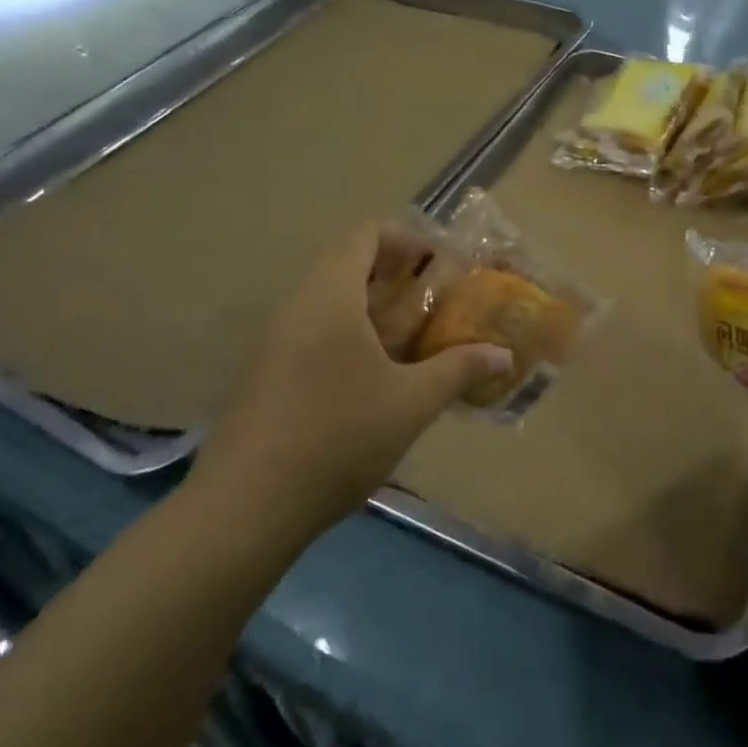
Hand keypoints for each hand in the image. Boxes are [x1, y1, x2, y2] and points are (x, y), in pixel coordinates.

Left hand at [191, 222, 511, 536]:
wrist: (244, 510)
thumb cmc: (337, 438)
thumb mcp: (411, 403)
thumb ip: (459, 370)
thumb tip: (503, 355)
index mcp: (330, 297)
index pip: (365, 235)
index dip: (407, 240)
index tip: (440, 266)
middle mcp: (296, 307)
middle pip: (345, 264)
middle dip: (394, 276)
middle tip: (433, 301)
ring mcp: (273, 342)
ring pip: (327, 301)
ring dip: (370, 308)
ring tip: (409, 340)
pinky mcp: (263, 375)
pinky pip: (311, 332)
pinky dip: (346, 336)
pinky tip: (371, 379)